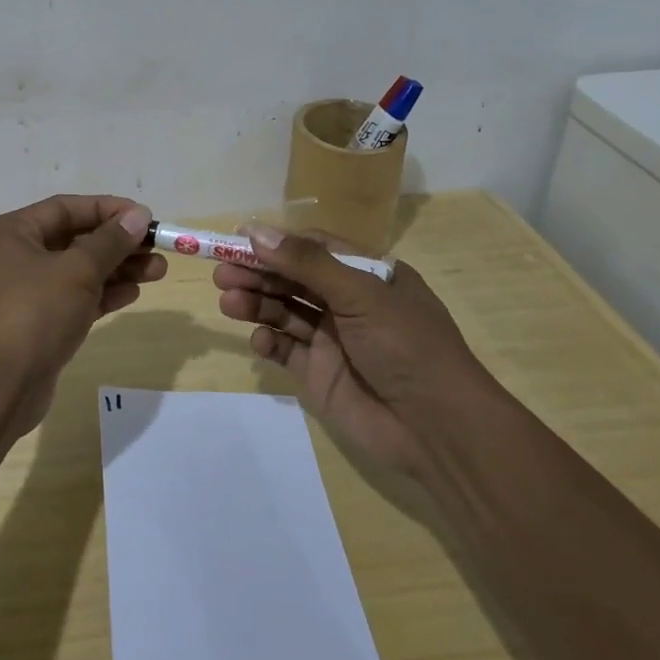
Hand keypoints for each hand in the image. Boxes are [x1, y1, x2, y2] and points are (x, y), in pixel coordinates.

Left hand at [0, 194, 164, 436]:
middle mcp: (16, 257)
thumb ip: (110, 241)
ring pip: (79, 271)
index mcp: (13, 232)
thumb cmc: (34, 313)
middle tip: (157, 248)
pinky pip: (76, 299)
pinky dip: (103, 294)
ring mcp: (26, 293)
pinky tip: (133, 293)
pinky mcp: (39, 324)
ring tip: (158, 271)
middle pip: (75, 239)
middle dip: (118, 243)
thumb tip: (138, 215)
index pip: (66, 208)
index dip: (108, 209)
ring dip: (117, 269)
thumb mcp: (77, 270)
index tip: (146, 217)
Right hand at [213, 225, 485, 472]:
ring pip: (284, 311)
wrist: (437, 428)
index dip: (277, 242)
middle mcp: (348, 302)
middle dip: (258, 273)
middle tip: (222, 272)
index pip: (314, 247)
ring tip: (228, 301)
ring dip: (256, 303)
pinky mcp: (320, 374)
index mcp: (368, 274)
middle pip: (293, 278)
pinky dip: (268, 341)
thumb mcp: (361, 294)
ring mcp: (332, 339)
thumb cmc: (406, 345)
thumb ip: (307, 263)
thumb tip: (255, 230)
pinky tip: (260, 340)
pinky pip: (285, 349)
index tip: (238, 238)